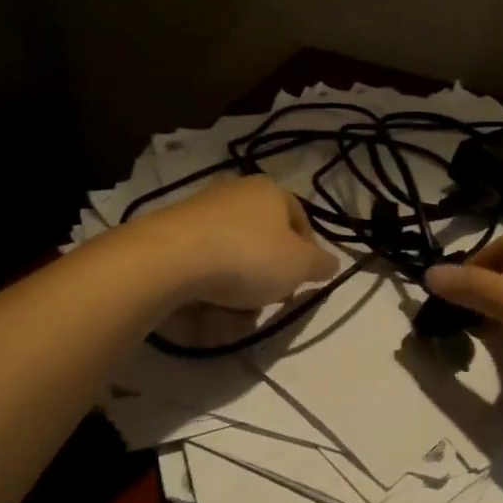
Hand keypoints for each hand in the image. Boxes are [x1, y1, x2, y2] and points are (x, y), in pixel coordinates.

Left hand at [132, 175, 338, 309]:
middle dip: (268, 273)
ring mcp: (200, 210)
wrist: (171, 258)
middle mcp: (235, 191)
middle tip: (268, 299)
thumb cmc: (248, 256)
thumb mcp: (300, 266)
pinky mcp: (172, 232)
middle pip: (264, 239)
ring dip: (237, 285)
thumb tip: (331, 263)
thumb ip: (320, 264)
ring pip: (232, 254)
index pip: (300, 219)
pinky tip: (205, 307)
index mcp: (270, 190)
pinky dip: (207, 285)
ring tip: (234, 312)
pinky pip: (201, 263)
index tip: (303, 282)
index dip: (307, 253)